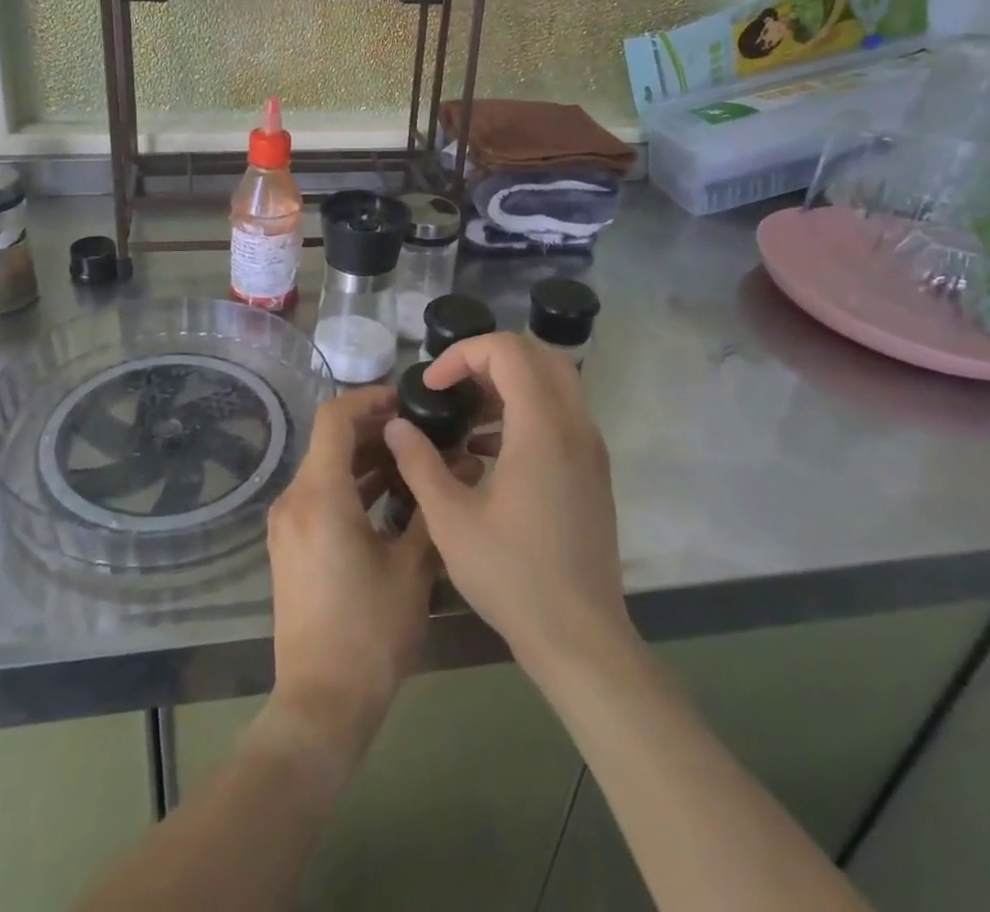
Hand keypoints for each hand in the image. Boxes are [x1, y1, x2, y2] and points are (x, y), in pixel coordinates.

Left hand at [265, 385, 441, 766]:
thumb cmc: (370, 633)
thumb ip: (431, 508)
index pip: (335, 418)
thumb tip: (461, 465)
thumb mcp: (412, 569)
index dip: (368, 399)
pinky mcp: (289, 544)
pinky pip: (319, 494)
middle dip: (374, 430)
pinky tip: (389, 497)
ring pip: (325, 468)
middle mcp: (294, 499)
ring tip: (412, 461)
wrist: (320, 703)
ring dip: (364, 459)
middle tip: (420, 432)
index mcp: (320, 495)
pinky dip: (351, 485)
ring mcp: (287, 523)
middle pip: (330, 441)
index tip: (405, 399)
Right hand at [384, 333, 631, 676]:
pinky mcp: (592, 471)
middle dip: (487, 359)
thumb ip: (419, 462)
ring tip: (464, 419)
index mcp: (541, 428)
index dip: (462, 354)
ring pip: (553, 382)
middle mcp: (574, 426)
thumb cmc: (512, 576)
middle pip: (537, 354)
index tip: (432, 387)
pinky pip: (560, 414)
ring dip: (507, 384)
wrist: (581, 639)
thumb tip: (397, 424)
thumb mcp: (449, 519)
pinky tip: (487, 452)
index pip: (507, 350)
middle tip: (451, 387)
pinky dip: (525, 411)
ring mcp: (589, 448)